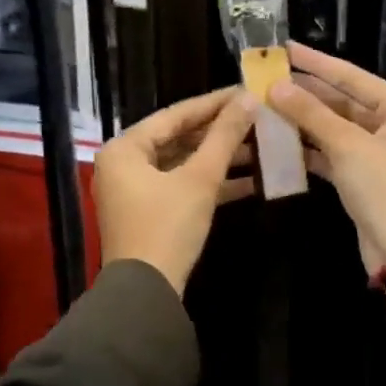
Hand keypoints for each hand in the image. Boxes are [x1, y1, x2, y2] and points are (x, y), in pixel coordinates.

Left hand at [94, 87, 257, 294]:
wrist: (146, 294)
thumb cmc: (167, 227)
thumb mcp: (199, 179)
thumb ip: (224, 137)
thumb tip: (249, 100)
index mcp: (125, 148)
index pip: (175, 115)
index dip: (213, 103)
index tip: (246, 91)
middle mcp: (124, 164)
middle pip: (179, 138)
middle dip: (220, 132)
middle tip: (257, 117)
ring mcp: (136, 190)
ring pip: (183, 163)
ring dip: (220, 158)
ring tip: (261, 145)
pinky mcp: (150, 213)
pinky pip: (182, 186)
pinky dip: (211, 183)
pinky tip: (250, 180)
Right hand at [268, 43, 385, 276]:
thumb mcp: (348, 147)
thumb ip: (311, 114)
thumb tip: (275, 86)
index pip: (352, 77)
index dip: (317, 62)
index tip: (285, 48)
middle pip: (343, 102)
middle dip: (306, 93)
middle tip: (267, 80)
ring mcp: (379, 153)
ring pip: (335, 128)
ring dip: (304, 121)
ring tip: (266, 107)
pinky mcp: (364, 178)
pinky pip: (333, 154)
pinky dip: (310, 149)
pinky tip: (280, 142)